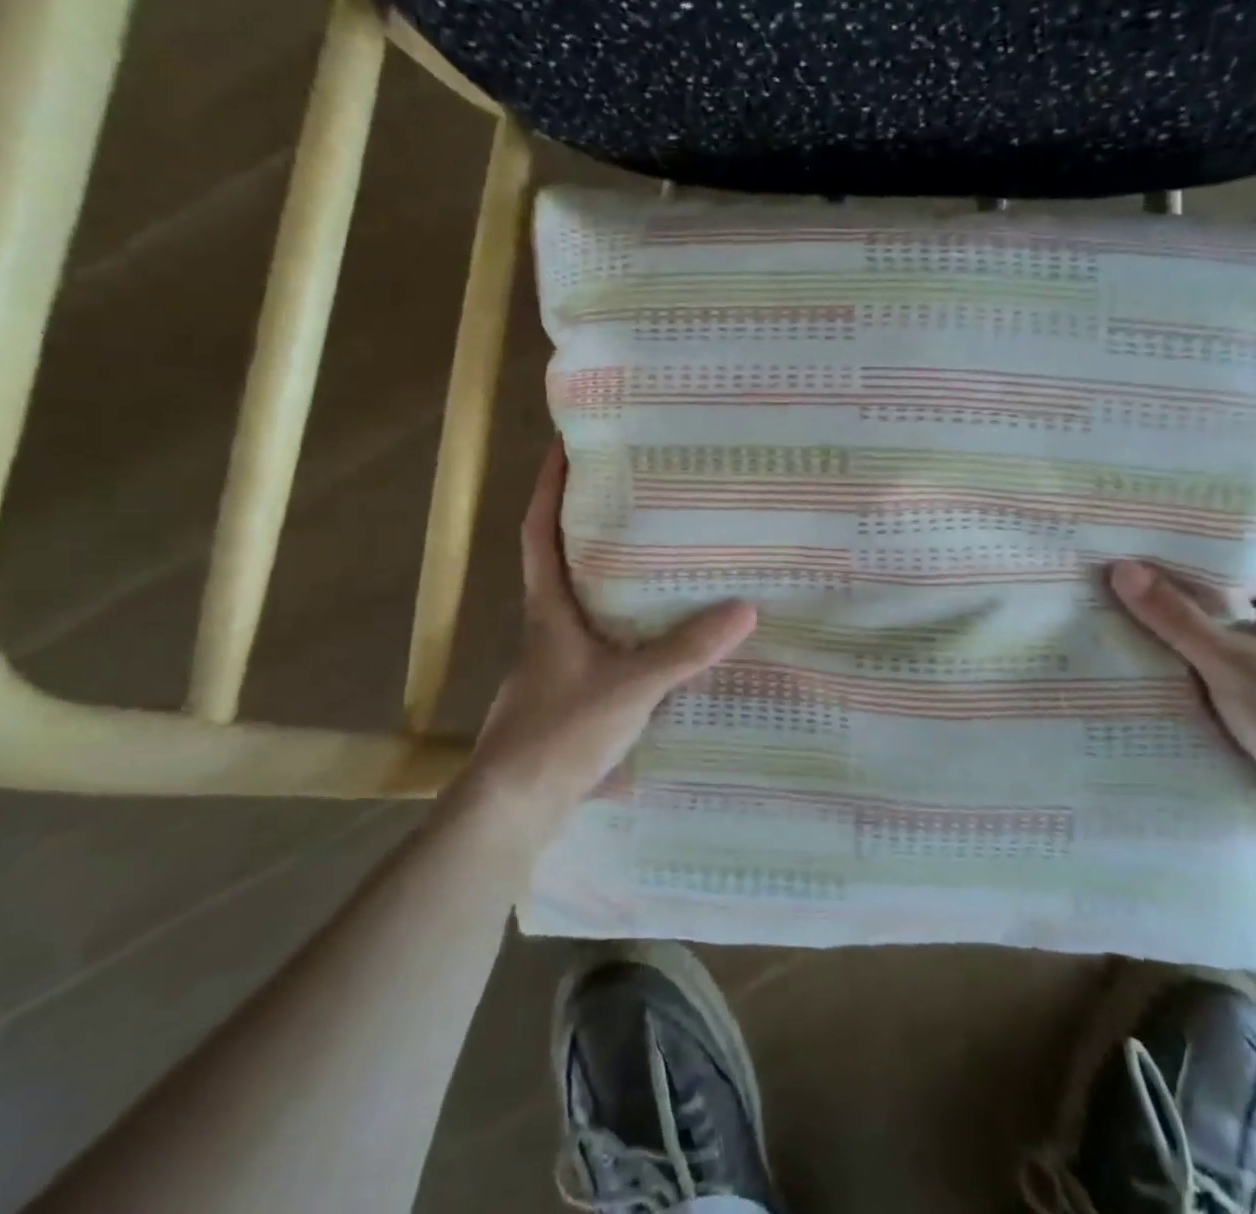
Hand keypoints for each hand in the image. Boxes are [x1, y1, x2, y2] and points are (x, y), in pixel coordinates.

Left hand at [457, 442, 755, 837]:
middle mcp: (546, 627)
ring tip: (656, 558)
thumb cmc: (558, 732)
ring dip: (608, 576)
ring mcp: (554, 662)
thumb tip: (744, 609)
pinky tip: (656, 636)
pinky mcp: (566, 693)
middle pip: (561, 561)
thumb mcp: (630, 687)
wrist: (511, 808)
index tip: (562, 447)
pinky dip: (622, 625)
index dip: (547, 489)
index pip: (540, 534)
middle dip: (587, 525)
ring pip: (582, 603)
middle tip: (633, 495)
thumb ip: (685, 650)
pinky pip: (598, 641)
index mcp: (549, 610)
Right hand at [1107, 560, 1255, 844]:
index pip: (1243, 561)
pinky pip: (1221, 682)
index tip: (1152, 542)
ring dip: (1180, 641)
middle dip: (1177, 596)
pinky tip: (1151, 678)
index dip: (1201, 549)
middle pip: (1225, 603)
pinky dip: (1191, 679)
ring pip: (1220, 645)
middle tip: (1121, 582)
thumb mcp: (1227, 659)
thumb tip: (1119, 567)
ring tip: (1121, 625)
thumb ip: (1174, 616)